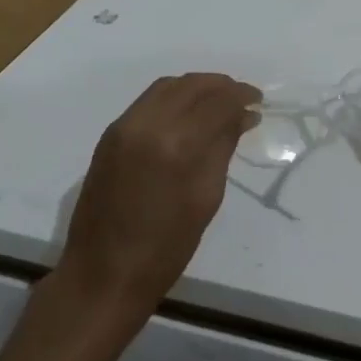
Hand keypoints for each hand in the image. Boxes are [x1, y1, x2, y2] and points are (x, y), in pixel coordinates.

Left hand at [58, 74, 257, 320]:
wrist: (102, 275)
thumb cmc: (164, 249)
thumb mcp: (206, 199)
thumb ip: (223, 148)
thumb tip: (243, 117)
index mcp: (177, 144)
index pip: (217, 102)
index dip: (241, 96)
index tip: (258, 101)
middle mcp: (148, 123)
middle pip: (191, 85)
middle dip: (221, 86)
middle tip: (242, 98)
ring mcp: (125, 125)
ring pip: (168, 86)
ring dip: (196, 87)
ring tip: (218, 101)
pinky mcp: (111, 133)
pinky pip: (148, 100)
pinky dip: (173, 97)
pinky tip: (188, 112)